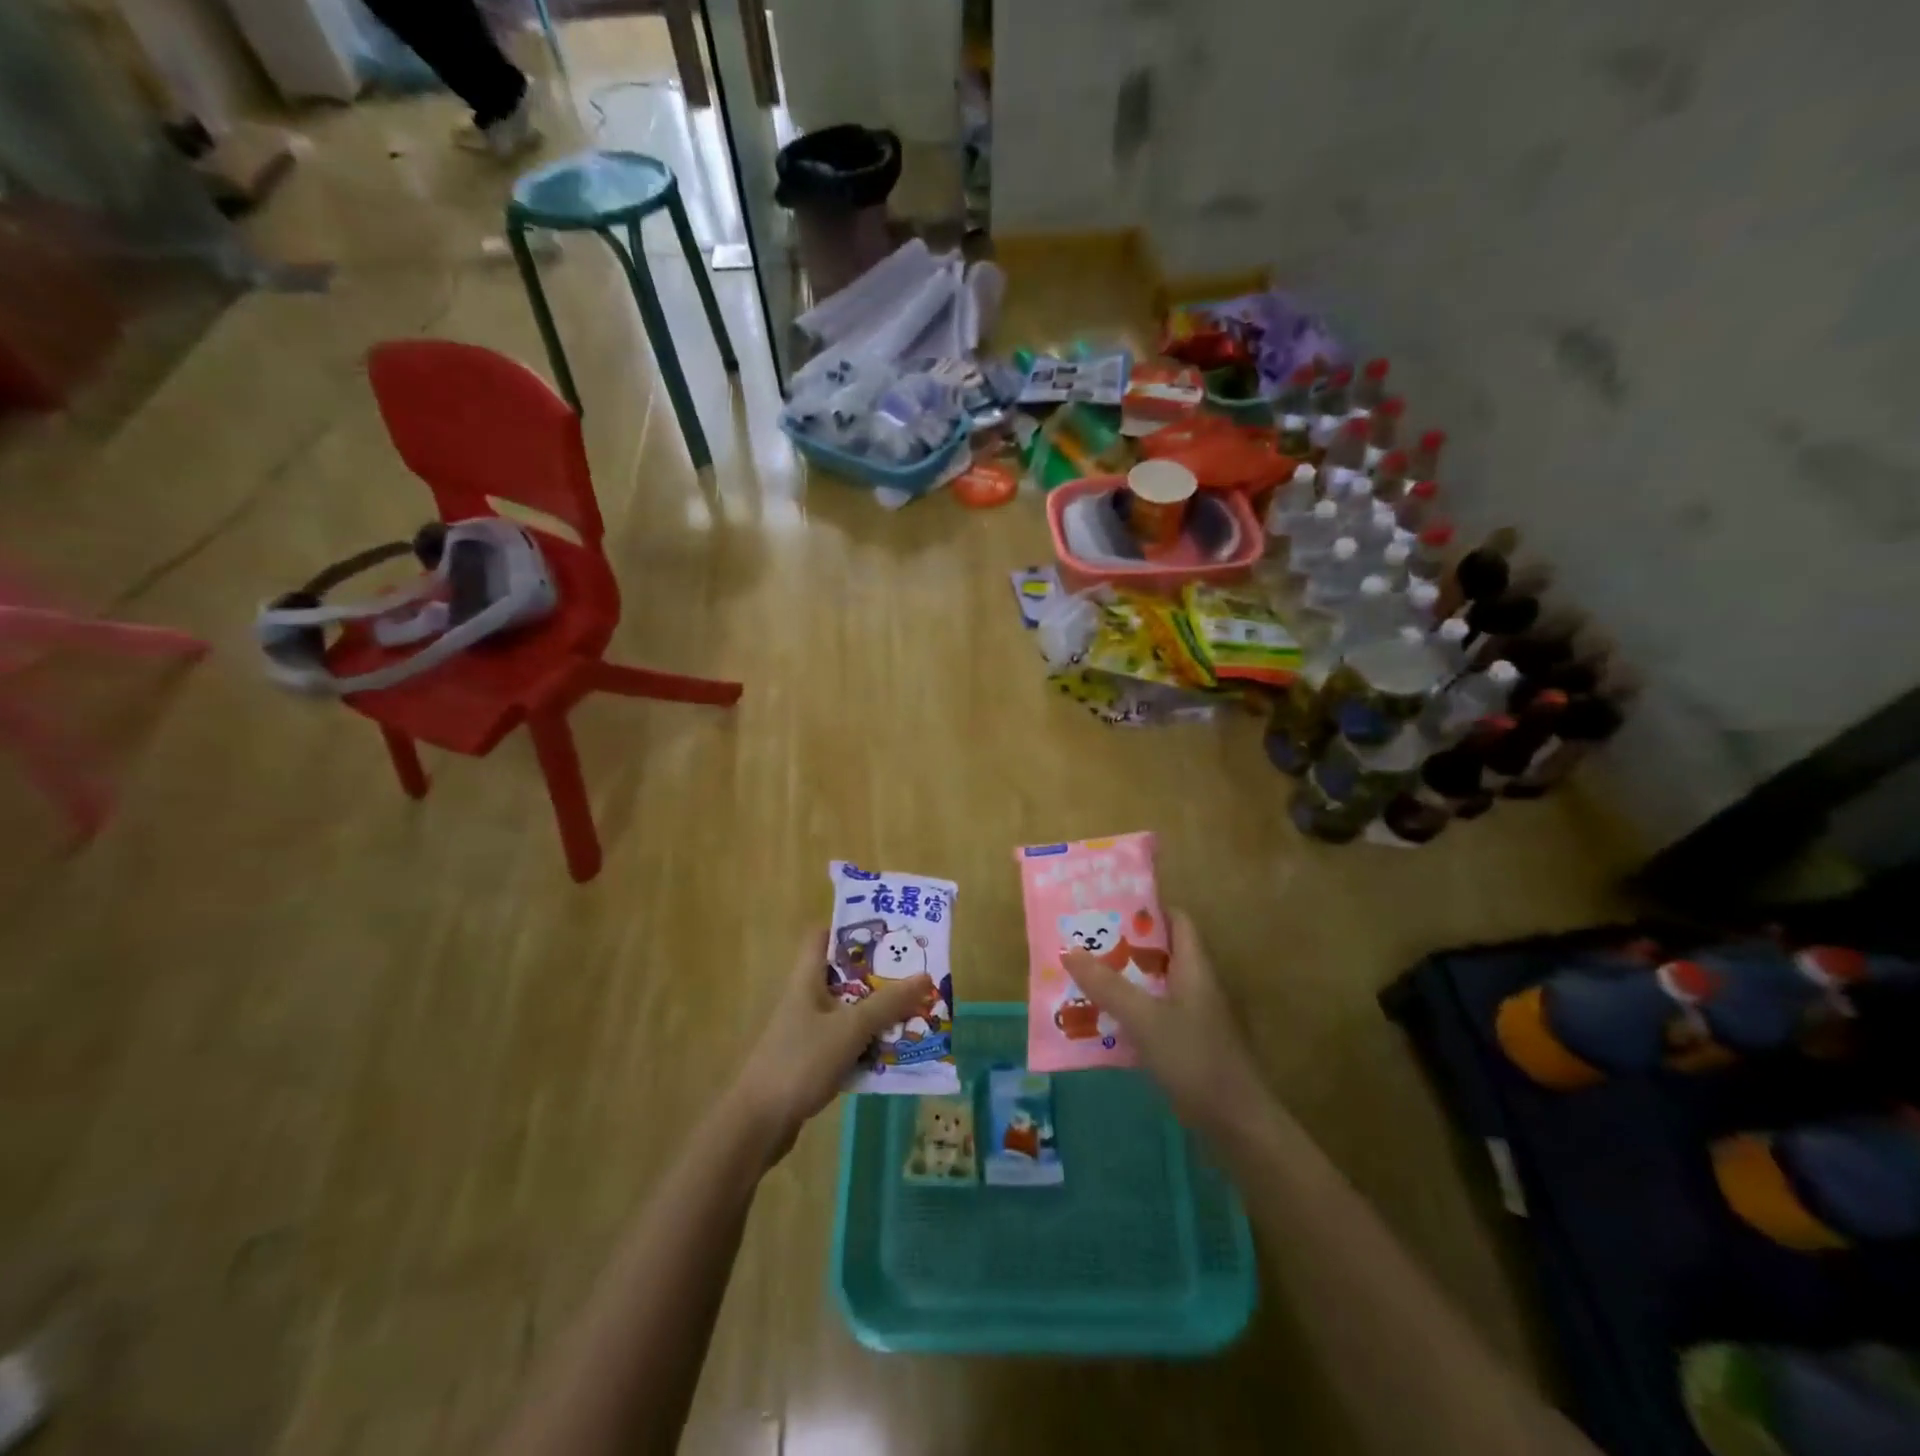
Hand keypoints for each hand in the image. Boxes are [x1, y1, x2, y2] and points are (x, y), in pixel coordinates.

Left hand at [729, 929, 932, 1165]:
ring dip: (877, 1012)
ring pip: (848, 1011)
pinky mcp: (811, 1060)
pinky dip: (867, 1043)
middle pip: (844, 975)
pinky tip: (893, 1051)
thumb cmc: (801, 1062)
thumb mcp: (850, 1028)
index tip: (885, 931)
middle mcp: (806, 999)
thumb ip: (887, 1003)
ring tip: (915, 1011)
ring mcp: (807, 1031)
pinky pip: (846, 1042)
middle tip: (914, 973)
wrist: (758, 1123)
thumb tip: (925, 975)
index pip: (822, 936)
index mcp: (807, 979)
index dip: (850, 928)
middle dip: (878, 975)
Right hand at [1063, 909, 1268, 1138]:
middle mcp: (1196, 985)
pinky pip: (1154, 1015)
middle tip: (1084, 940)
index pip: (1176, 920)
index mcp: (1194, 967)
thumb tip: (1068, 950)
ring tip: (1083, 975)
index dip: (1147, 908)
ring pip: (1154, 985)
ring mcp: (1194, 1016)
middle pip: (1160, 952)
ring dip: (1123, 979)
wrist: (1237, 1125)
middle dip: (1124, 945)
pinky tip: (1102, 1020)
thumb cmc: (1195, 1059)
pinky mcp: (1188, 1044)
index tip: (1109, 905)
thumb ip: (1107, 985)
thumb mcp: (1145, 1019)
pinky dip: (1130, 1011)